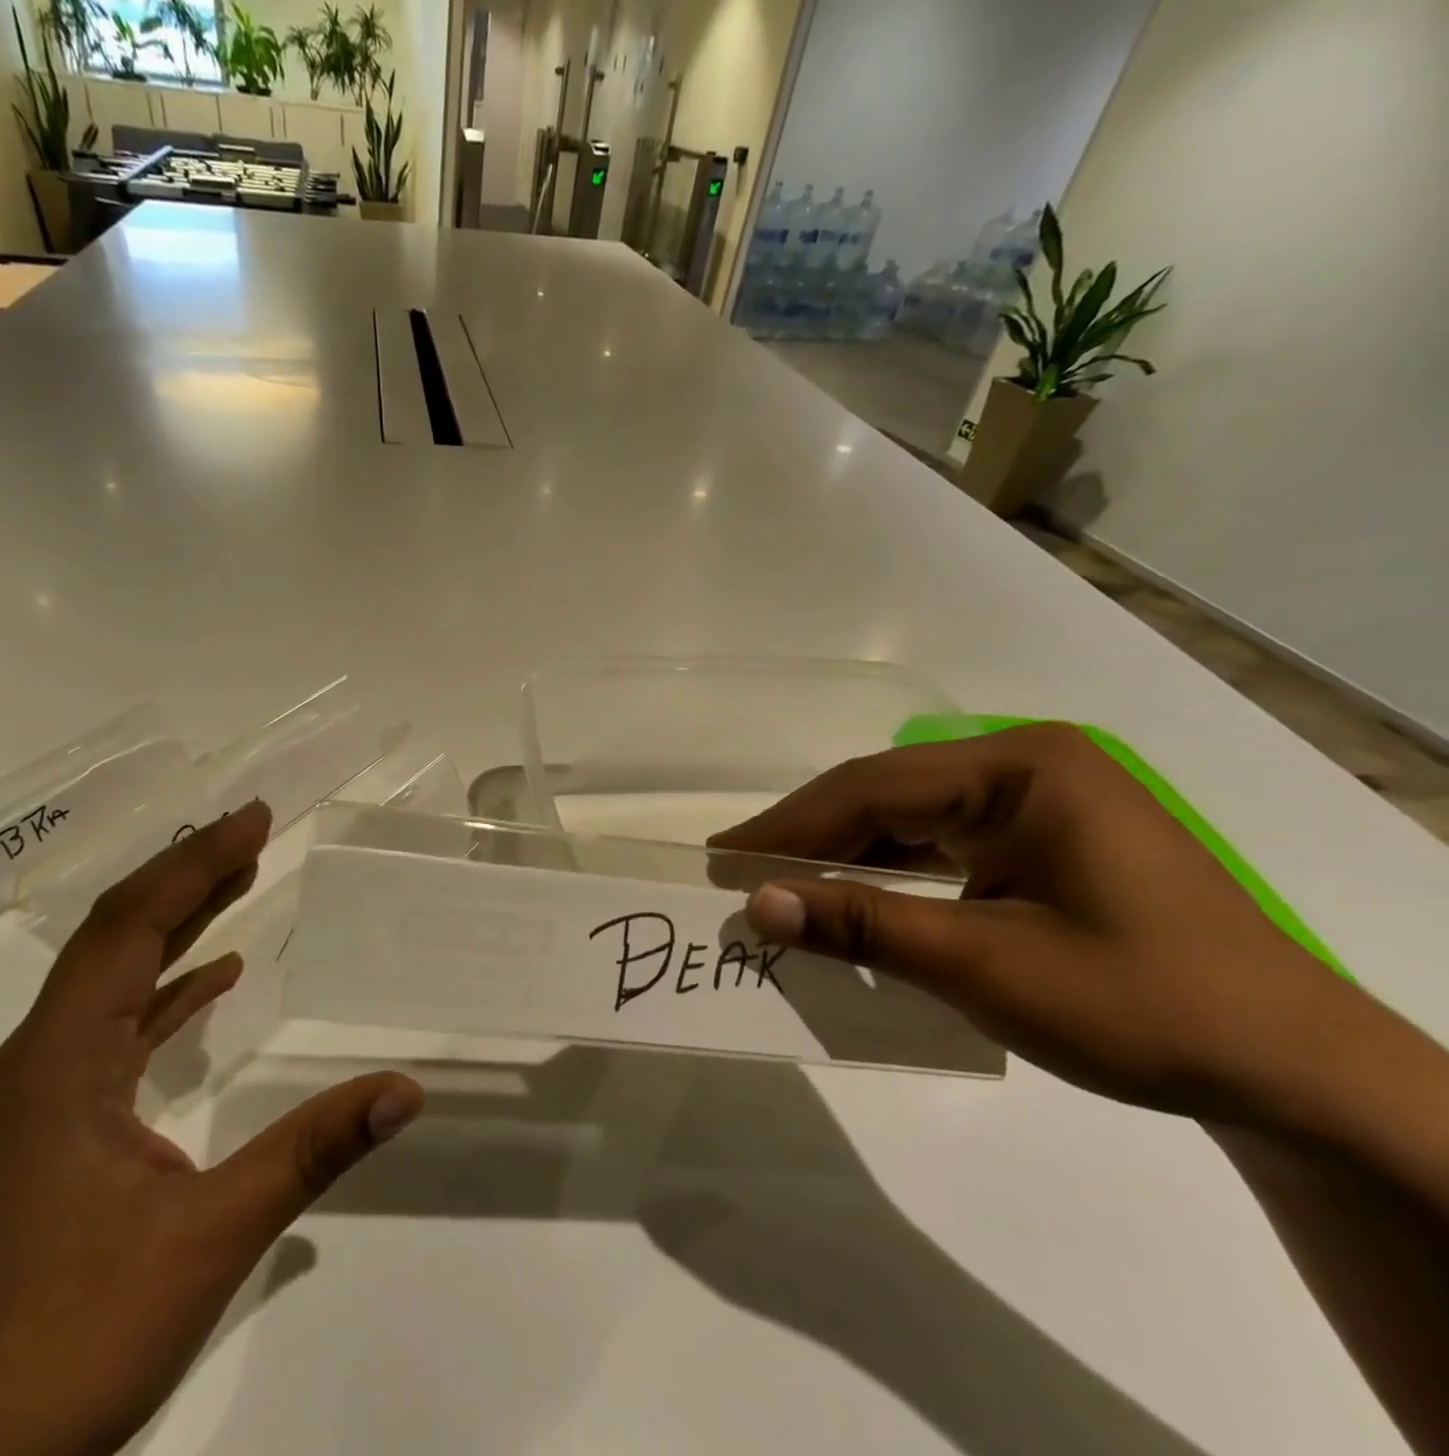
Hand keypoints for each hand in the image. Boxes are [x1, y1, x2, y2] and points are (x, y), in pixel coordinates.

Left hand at [0, 802, 423, 1455]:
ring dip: (176, 926)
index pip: (133, 925)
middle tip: (254, 831)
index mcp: (61, 1059)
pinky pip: (116, 1028)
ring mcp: (40, 1096)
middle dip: (187, 876)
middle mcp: (40, 1059)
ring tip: (239, 880)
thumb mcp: (209, 1237)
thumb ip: (311, 1151)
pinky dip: (166, 991)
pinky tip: (211, 981)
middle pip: (117, 936)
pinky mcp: (51, 1130)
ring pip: (113, 977)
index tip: (255, 818)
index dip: (196, 863)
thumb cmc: (72, 1342)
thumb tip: (407, 1089)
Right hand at [710, 724, 1422, 1130]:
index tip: (723, 860)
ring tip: (779, 891)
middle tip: (738, 876)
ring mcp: (1034, 803)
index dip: (789, 826)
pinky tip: (850, 904)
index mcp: (1022, 770)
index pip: (873, 788)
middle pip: (884, 796)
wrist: (1297, 1077)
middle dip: (809, 840)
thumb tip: (756, 906)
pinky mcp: (1037, 841)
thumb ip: (864, 926)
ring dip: (843, 859)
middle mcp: (1024, 768)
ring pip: (905, 820)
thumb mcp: (987, 966)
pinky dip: (886, 877)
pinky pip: (937, 846)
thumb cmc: (1146, 1007)